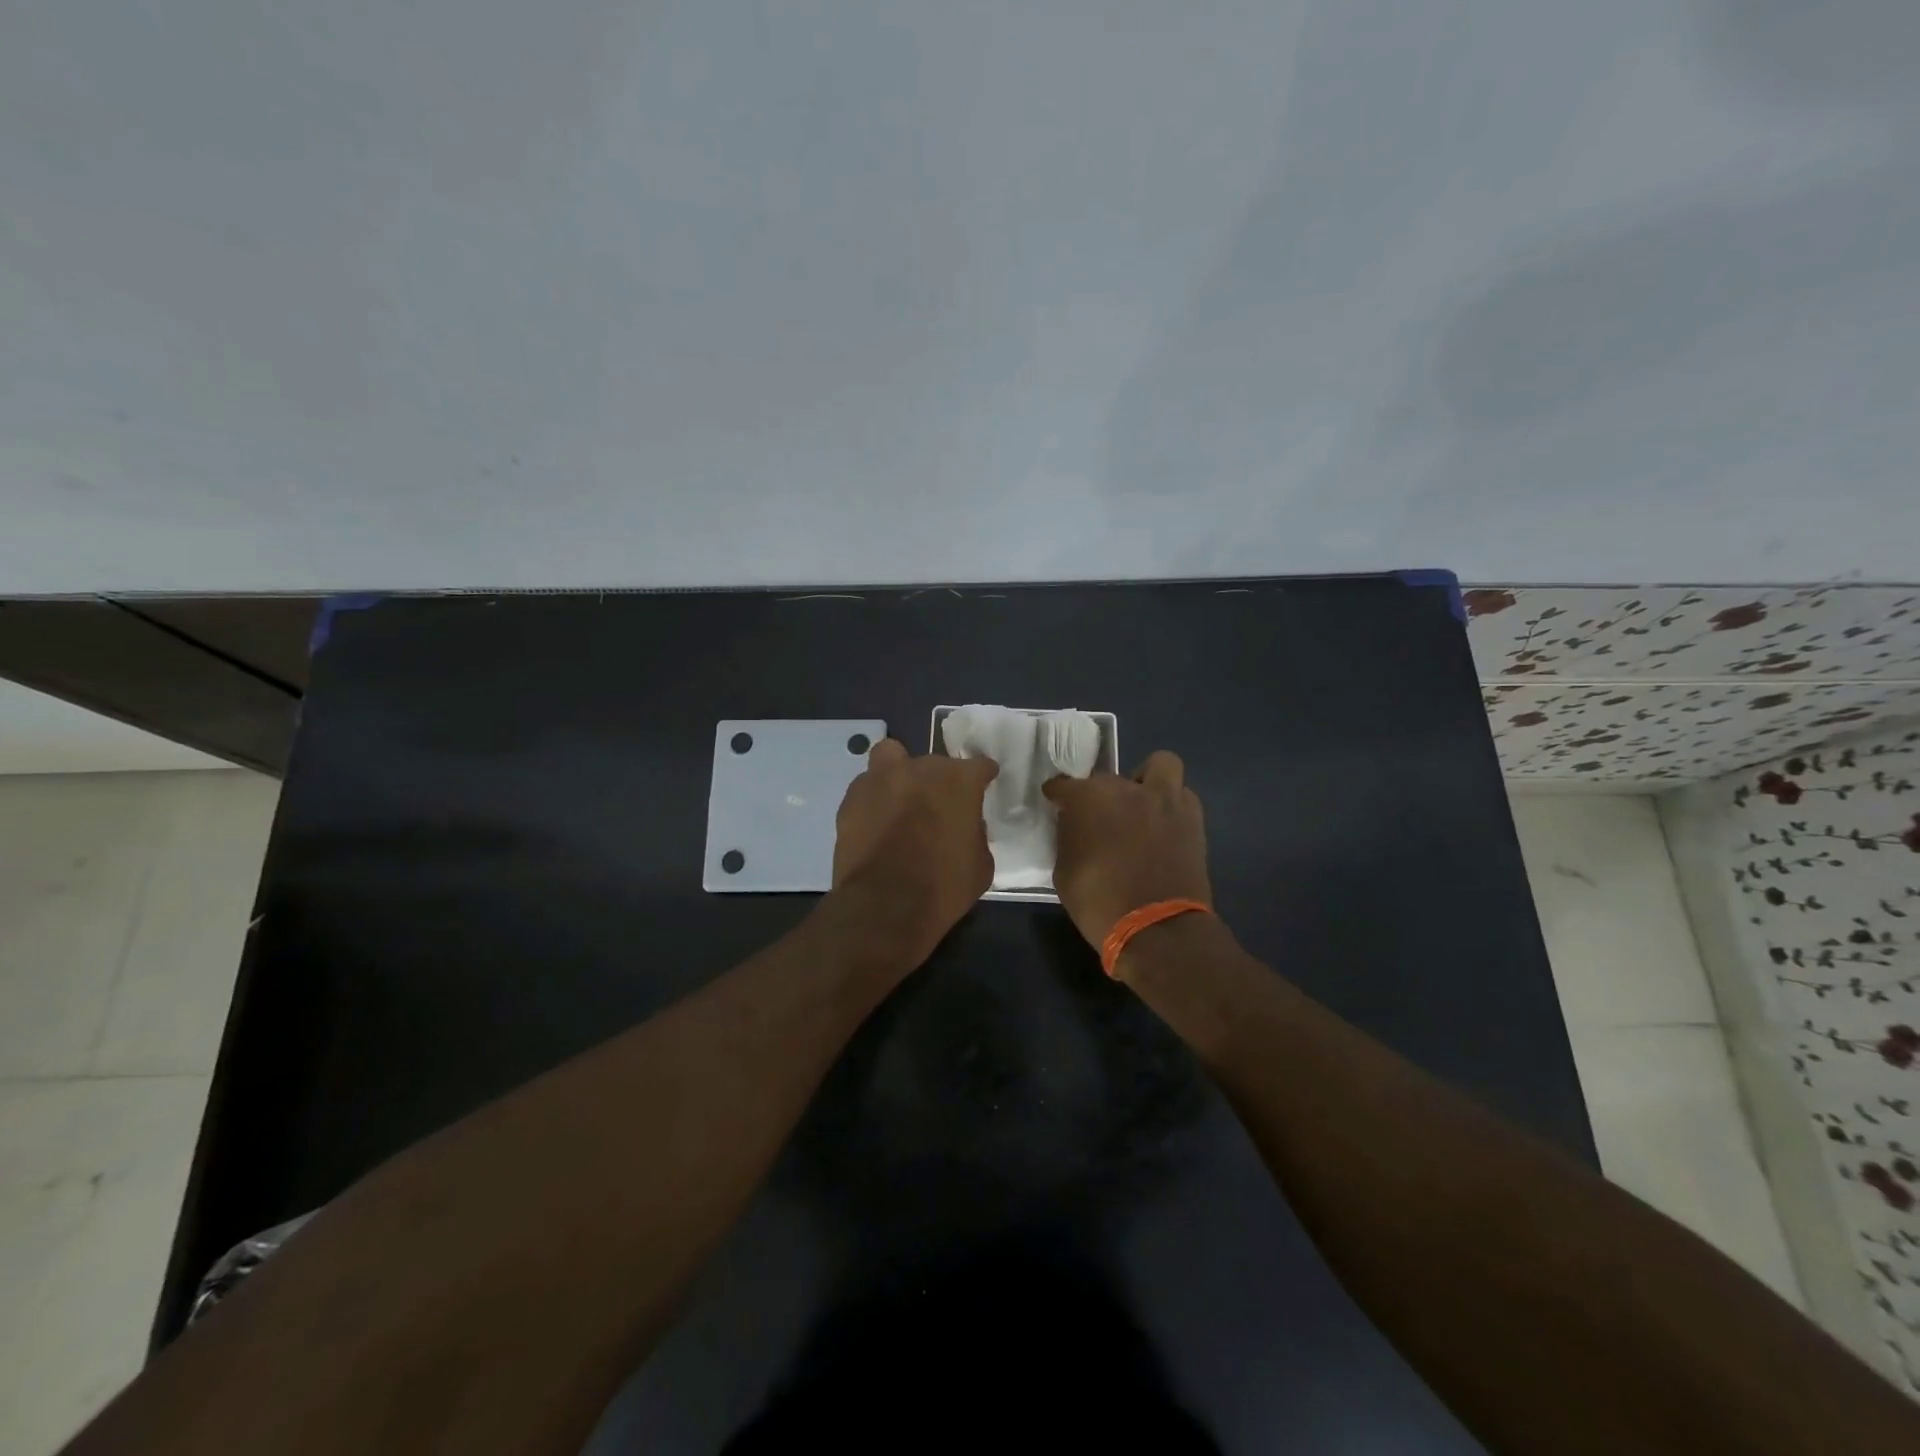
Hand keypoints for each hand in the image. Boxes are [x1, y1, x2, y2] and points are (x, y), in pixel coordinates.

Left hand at [830, 738, 999, 965]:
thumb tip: (966, 825)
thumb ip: (976, 834)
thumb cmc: (943, 887)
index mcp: (958, 781)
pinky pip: (867, 787)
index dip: (983, 777)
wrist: (884, 906)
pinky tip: (876, 822)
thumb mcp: (981, 865)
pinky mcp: (851, 798)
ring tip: (900, 799)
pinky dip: (875, 799)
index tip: (983, 786)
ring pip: (891, 757)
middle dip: (938, 781)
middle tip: (937, 807)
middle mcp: (920, 769)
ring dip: (899, 773)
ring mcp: (881, 779)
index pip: (979, 765)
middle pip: (934, 763)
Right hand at [1042, 751, 1211, 948]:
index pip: (1064, 785)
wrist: (1158, 930)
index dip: (1057, 794)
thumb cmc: (1100, 903)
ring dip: (1146, 780)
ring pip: (1159, 765)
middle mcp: (1127, 789)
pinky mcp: (1192, 819)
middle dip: (1099, 794)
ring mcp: (1164, 801)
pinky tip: (1161, 824)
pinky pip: (1181, 795)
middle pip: (1107, 779)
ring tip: (1139, 805)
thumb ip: (1068, 838)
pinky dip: (1170, 803)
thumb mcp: (1064, 872)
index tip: (1055, 801)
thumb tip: (1074, 826)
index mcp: (1090, 799)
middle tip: (1098, 818)